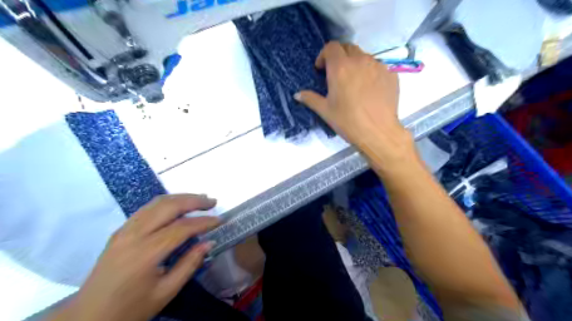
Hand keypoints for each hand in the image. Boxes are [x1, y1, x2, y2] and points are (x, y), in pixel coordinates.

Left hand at [50, 193, 218, 319]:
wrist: (87, 317)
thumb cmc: (130, 309)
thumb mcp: (165, 292)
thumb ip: (190, 264)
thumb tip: (209, 242)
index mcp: (146, 253)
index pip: (182, 228)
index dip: (203, 222)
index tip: (220, 220)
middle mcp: (134, 235)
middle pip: (169, 206)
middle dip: (194, 200)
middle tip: (212, 201)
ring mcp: (124, 230)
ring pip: (157, 203)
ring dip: (181, 197)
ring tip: (199, 199)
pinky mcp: (120, 230)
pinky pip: (147, 208)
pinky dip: (166, 203)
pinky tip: (177, 205)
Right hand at [297, 43, 413, 165]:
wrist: (378, 132)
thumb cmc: (348, 122)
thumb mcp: (325, 111)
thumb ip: (310, 99)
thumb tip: (297, 95)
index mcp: (340, 68)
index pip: (331, 47)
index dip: (324, 55)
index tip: (322, 69)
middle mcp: (360, 61)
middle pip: (348, 47)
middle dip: (339, 56)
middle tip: (336, 73)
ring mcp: (378, 66)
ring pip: (364, 56)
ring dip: (355, 64)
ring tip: (354, 82)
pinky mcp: (390, 74)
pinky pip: (377, 67)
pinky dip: (370, 72)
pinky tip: (369, 89)